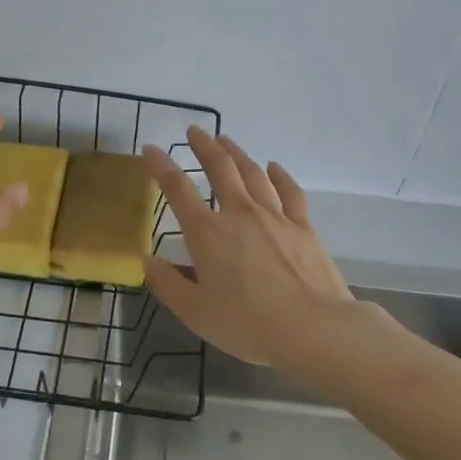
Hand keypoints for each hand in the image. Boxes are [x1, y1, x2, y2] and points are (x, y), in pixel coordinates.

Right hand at [141, 127, 352, 366]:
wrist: (313, 329)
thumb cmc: (248, 324)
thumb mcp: (196, 313)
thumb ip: (168, 285)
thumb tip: (146, 261)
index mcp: (207, 233)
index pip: (177, 189)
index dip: (160, 166)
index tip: (150, 150)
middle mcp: (239, 213)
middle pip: (220, 168)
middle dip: (204, 146)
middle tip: (194, 130)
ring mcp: (275, 216)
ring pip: (253, 173)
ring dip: (237, 153)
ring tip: (226, 139)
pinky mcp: (303, 226)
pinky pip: (289, 191)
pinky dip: (279, 175)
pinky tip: (273, 167)